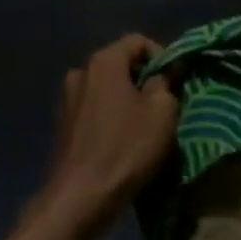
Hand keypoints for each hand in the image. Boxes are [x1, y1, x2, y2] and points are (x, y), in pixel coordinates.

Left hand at [41, 35, 179, 234]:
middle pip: (122, 64)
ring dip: (129, 101)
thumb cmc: (126, 148)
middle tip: (166, 106)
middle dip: (145, 80)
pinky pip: (96, 109)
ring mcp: (68, 98)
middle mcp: (81, 71)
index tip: (176, 84)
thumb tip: (165, 72)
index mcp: (103, 61)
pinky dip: (112, 117)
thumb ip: (166, 83)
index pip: (139, 41)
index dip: (163, 57)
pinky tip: (123, 142)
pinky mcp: (64, 124)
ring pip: (109, 88)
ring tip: (146, 127)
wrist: (80, 198)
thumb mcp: (162, 112)